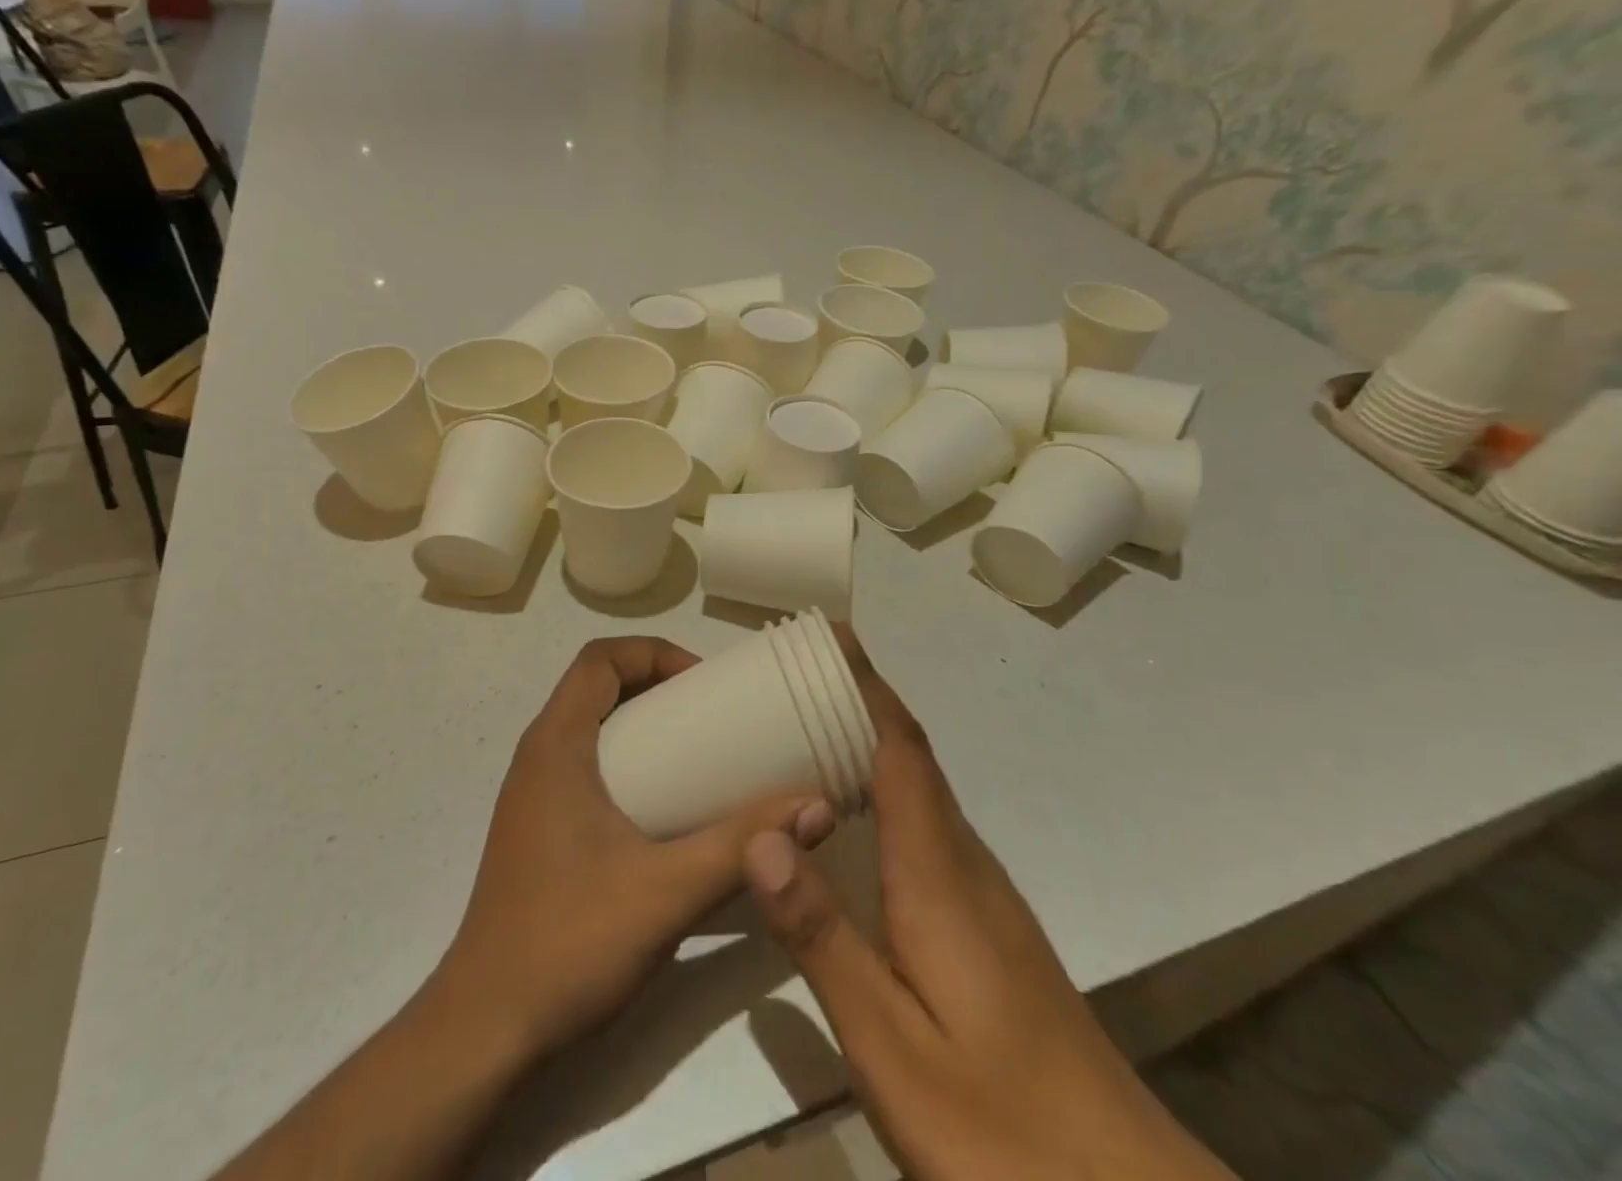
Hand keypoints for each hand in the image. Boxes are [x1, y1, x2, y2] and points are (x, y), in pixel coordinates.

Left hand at [439, 636, 835, 1060]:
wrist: (487, 1029)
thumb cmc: (568, 942)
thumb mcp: (667, 891)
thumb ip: (741, 846)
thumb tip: (817, 806)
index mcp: (556, 745)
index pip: (598, 658)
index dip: (653, 653)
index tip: (704, 684)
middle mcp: (539, 756)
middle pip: (597, 687)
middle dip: (656, 685)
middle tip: (714, 716)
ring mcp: (534, 795)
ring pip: (592, 728)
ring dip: (643, 724)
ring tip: (700, 755)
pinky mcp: (539, 829)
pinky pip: (587, 766)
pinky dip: (629, 762)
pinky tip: (666, 810)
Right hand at [743, 628, 1234, 1180]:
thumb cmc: (1002, 1128)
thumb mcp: (891, 1046)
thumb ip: (824, 937)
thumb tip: (762, 834)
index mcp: (937, 873)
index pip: (900, 749)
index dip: (867, 686)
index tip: (830, 637)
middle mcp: (963, 864)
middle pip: (910, 756)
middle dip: (859, 701)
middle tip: (794, 675)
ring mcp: (982, 895)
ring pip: (919, 790)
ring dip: (870, 743)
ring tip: (806, 728)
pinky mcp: (985, 925)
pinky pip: (924, 825)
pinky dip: (883, 792)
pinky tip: (848, 821)